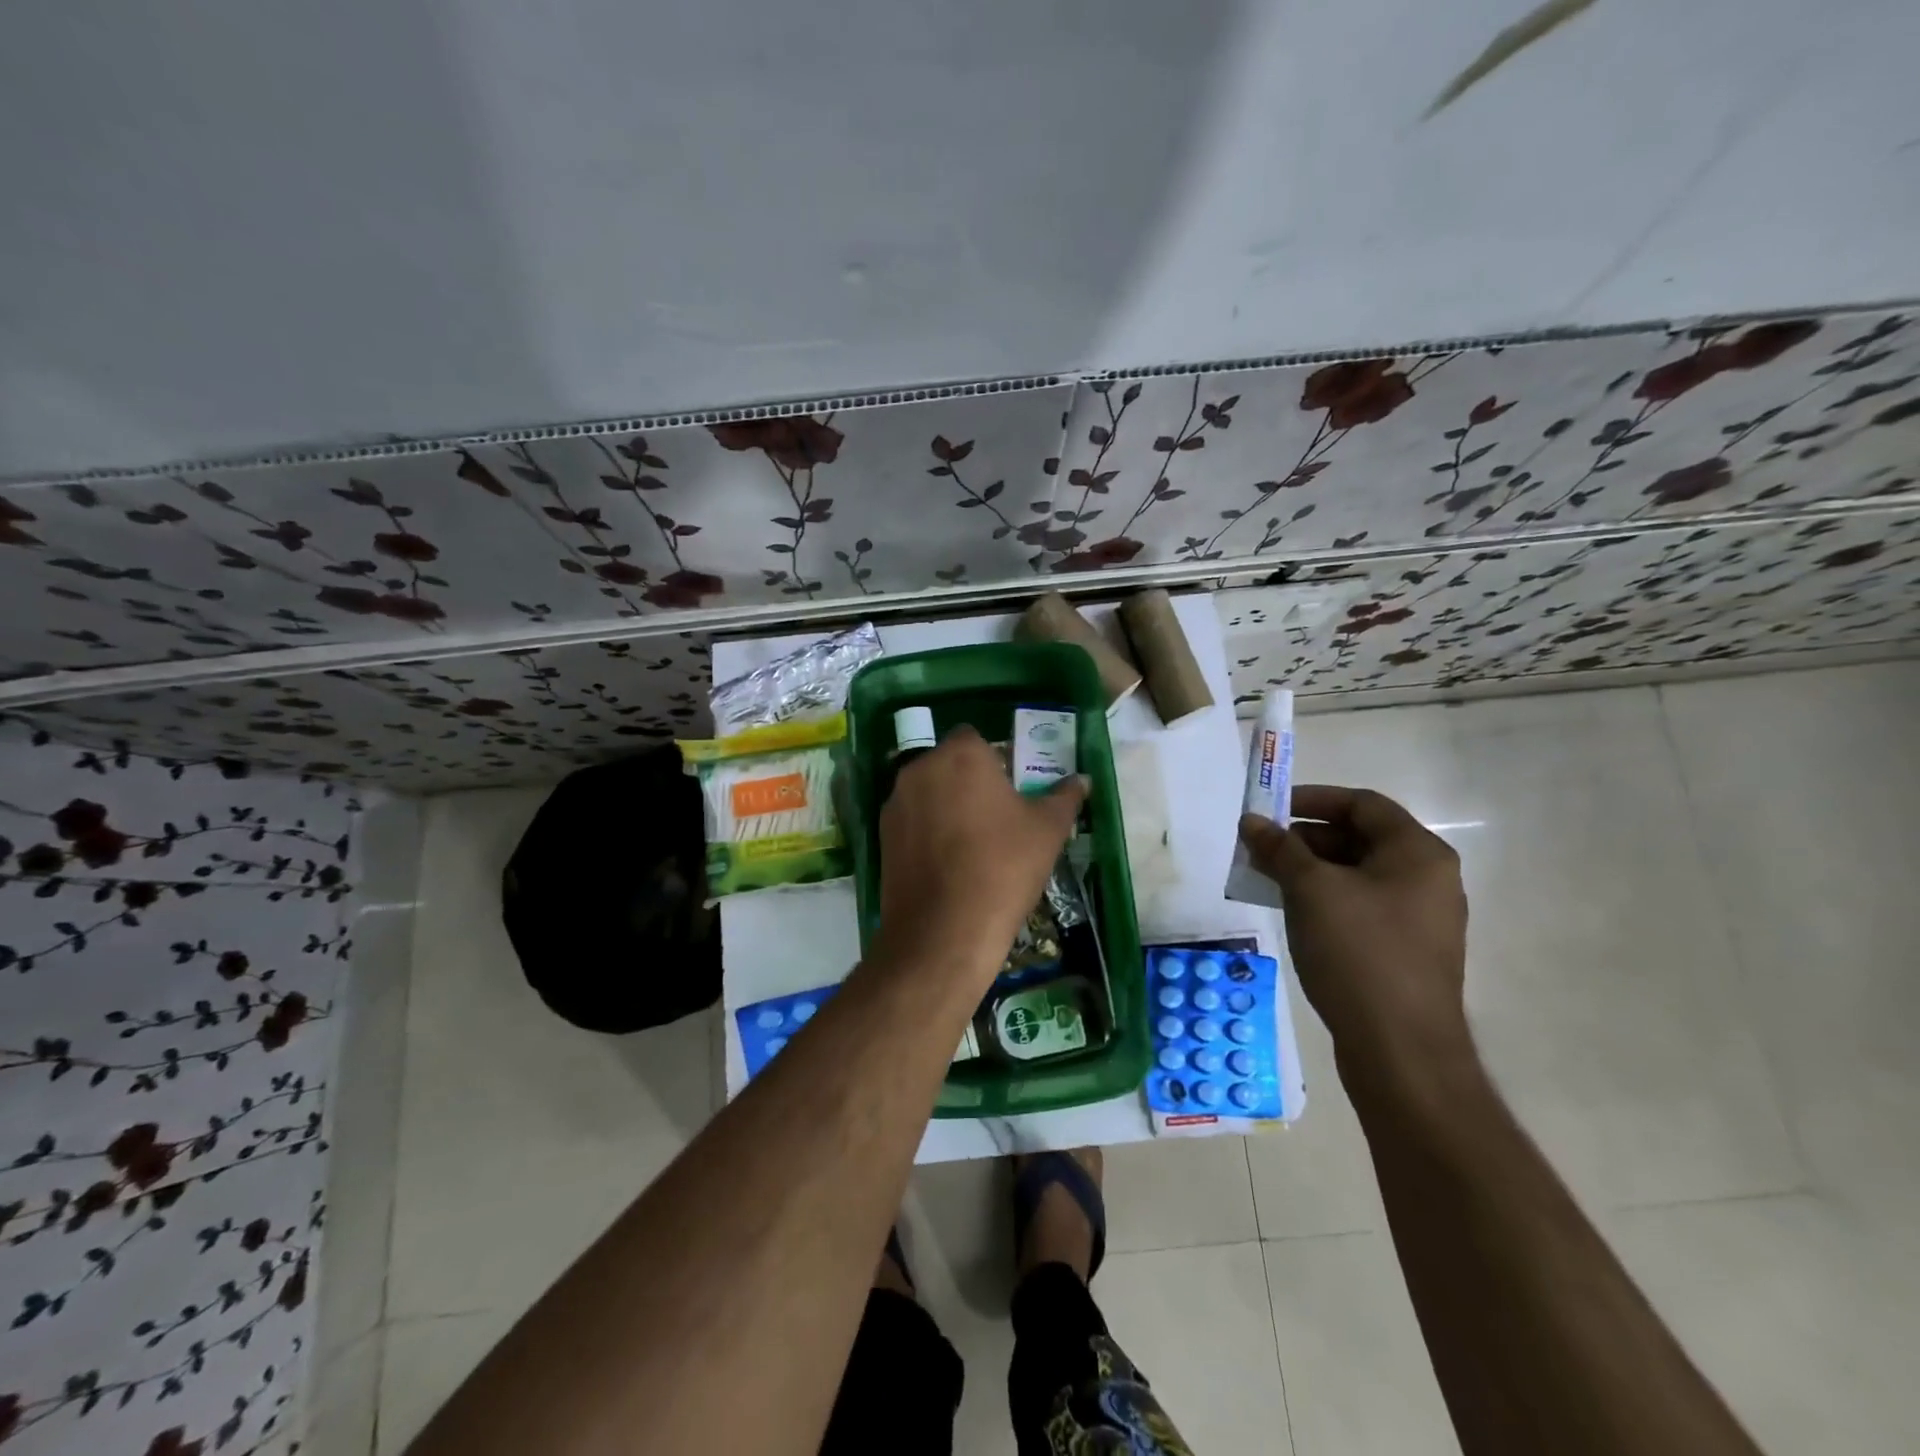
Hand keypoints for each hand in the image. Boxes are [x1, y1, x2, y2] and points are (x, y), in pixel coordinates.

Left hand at [875, 726, 1086, 988]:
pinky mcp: (881, 836)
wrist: (943, 931)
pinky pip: (912, 821)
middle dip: (969, 781)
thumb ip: (1064, 797)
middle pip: (948, 763)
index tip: (1011, 787)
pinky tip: (947, 864)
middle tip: (997, 816)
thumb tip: (1081, 779)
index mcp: (960, 755)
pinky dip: (927, 832)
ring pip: (928, 792)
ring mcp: (895, 803)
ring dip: (946, 805)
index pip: (975, 737)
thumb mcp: (1048, 830)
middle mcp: (920, 768)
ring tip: (972, 844)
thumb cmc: (1003, 867)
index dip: (994, 758)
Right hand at [1238, 785, 1472, 1092]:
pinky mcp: (1405, 950)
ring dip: (1310, 870)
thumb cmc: (1359, 953)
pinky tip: (1292, 913)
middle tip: (1261, 849)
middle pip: (1360, 838)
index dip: (1313, 799)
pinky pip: (1360, 906)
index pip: (1363, 804)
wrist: (1401, 1050)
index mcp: (1418, 854)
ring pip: (1357, 875)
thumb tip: (1250, 822)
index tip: (1270, 808)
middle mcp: (1428, 879)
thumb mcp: (1311, 890)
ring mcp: (1419, 918)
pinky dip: (1324, 899)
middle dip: (1305, 838)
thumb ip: (1279, 849)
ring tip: (1267, 880)